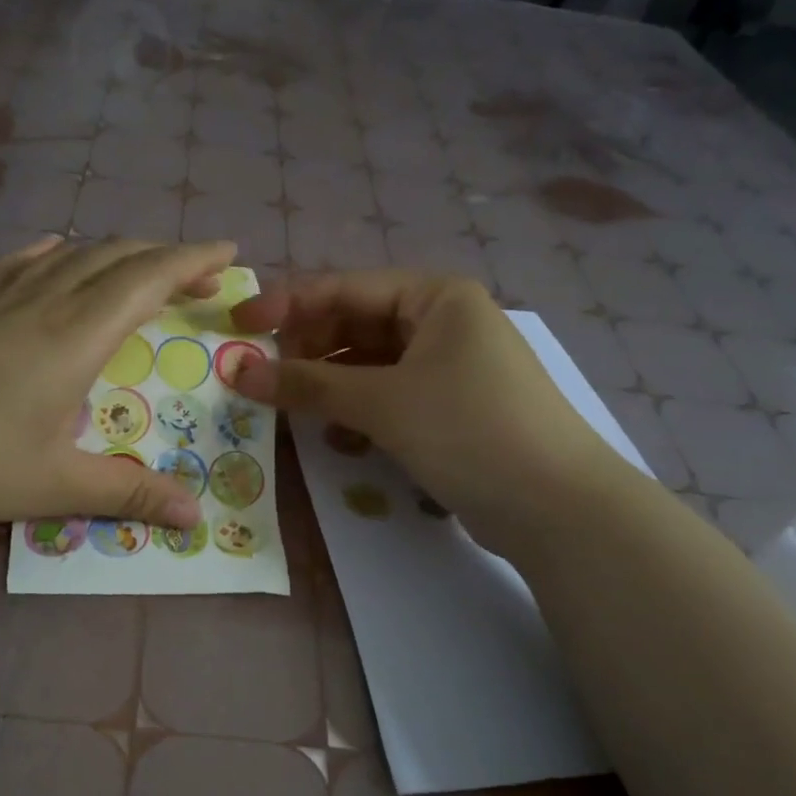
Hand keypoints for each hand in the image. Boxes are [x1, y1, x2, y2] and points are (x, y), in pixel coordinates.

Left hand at [0, 236, 236, 531]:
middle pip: (115, 258)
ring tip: (144, 269)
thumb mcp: (53, 485)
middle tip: (201, 278)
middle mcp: (44, 307)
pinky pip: (20, 267)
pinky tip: (55, 254)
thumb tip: (195, 514)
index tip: (230, 254)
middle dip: (166, 258)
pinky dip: (53, 254)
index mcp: (74, 337)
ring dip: (118, 254)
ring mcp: (1, 307)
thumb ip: (128, 493)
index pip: (146, 279)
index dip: (192, 261)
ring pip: (71, 257)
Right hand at [227, 271, 621, 539]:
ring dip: (330, 386)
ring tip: (294, 410)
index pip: (344, 288)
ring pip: (370, 364)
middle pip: (356, 324)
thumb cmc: (468, 429)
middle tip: (263, 378)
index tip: (237, 327)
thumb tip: (238, 371)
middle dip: (308, 351)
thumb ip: (307, 383)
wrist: (558, 508)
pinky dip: (360, 411)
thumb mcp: (382, 401)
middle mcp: (444, 322)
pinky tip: (339, 438)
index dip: (286, 305)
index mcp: (435, 297)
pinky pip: (390, 396)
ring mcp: (450, 366)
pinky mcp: (451, 408)